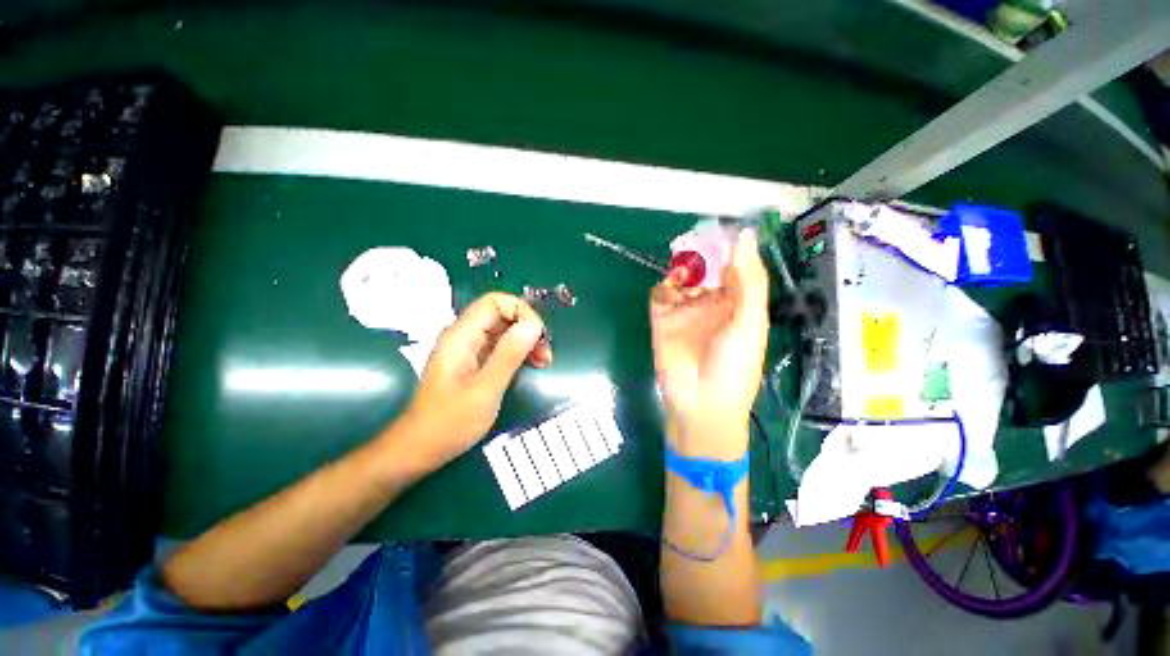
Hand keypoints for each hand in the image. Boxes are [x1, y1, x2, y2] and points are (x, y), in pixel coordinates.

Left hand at [401, 293, 551, 465]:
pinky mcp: (476, 363)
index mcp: (461, 336)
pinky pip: (502, 347)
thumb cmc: (449, 423)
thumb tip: (533, 325)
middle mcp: (465, 336)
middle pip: (503, 314)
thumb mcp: (485, 389)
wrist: (420, 450)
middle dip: (528, 327)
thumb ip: (509, 355)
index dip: (521, 311)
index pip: (495, 302)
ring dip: (527, 340)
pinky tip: (533, 365)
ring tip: (544, 360)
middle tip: (545, 351)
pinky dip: (520, 352)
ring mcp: (470, 350)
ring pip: (505, 330)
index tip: (538, 335)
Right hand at [650, 231, 768, 458]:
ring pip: (681, 279)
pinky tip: (671, 289)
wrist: (702, 405)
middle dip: (701, 255)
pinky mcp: (662, 321)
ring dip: (682, 269)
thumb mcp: (750, 323)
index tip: (723, 230)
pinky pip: (660, 296)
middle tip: (697, 244)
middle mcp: (711, 303)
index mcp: (737, 303)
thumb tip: (746, 235)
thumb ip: (749, 280)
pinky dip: (663, 288)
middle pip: (704, 269)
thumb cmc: (735, 366)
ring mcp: (685, 311)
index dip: (729, 248)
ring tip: (685, 270)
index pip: (733, 266)